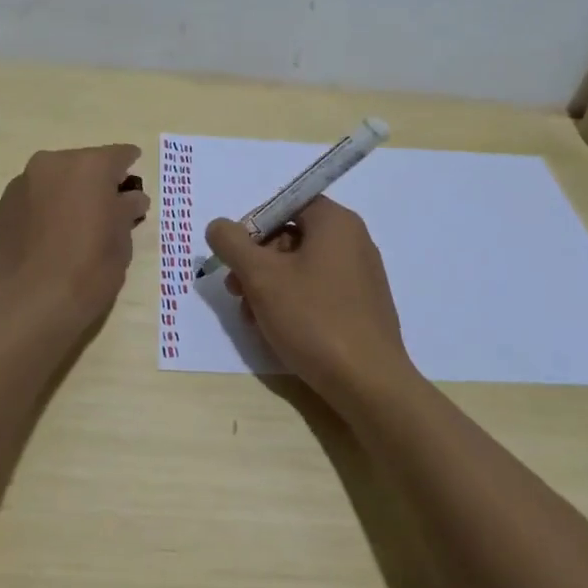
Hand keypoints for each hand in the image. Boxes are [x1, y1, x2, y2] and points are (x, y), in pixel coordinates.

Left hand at [0, 145, 150, 323]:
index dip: (130, 168)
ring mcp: (20, 185)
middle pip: (82, 166)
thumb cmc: (87, 270)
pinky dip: (43, 212)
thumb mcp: (121, 242)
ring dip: (66, 196)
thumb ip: (126, 210)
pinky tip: (48, 242)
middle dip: (95, 183)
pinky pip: (31, 202)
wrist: (25, 306)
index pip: (119, 155)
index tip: (134, 184)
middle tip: (106, 211)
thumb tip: (130, 198)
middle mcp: (51, 164)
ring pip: (53, 182)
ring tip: (74, 229)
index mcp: (88, 166)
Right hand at [204, 197, 416, 398]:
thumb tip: (218, 226)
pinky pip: (318, 291)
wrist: (368, 382)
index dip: (255, 226)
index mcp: (335, 222)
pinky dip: (293, 303)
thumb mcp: (261, 277)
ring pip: (301, 268)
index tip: (235, 256)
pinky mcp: (362, 306)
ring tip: (252, 319)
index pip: (287, 204)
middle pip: (292, 237)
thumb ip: (233, 244)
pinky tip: (276, 331)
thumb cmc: (313, 318)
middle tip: (236, 291)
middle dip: (257, 263)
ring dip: (269, 287)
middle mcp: (353, 241)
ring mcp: (361, 275)